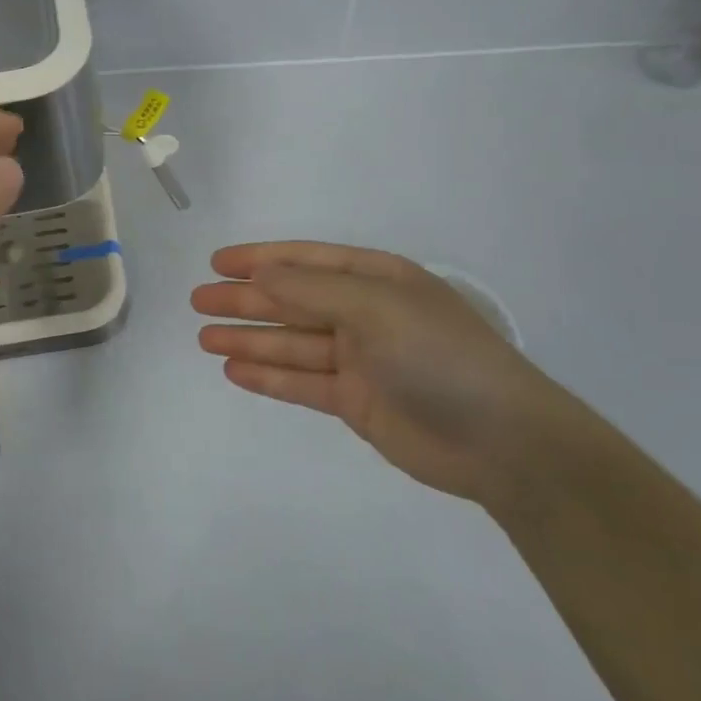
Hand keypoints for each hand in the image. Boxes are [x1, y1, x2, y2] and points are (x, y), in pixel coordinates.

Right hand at [192, 242, 579, 505]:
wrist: (502, 441)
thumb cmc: (439, 355)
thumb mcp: (375, 307)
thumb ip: (312, 292)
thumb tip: (260, 275)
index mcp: (377, 279)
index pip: (307, 262)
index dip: (261, 259)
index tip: (217, 263)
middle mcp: (365, 314)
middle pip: (292, 302)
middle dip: (246, 300)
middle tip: (197, 302)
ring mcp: (360, 360)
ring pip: (292, 343)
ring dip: (249, 339)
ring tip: (203, 337)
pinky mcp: (356, 402)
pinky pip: (302, 382)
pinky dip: (269, 376)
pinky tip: (234, 371)